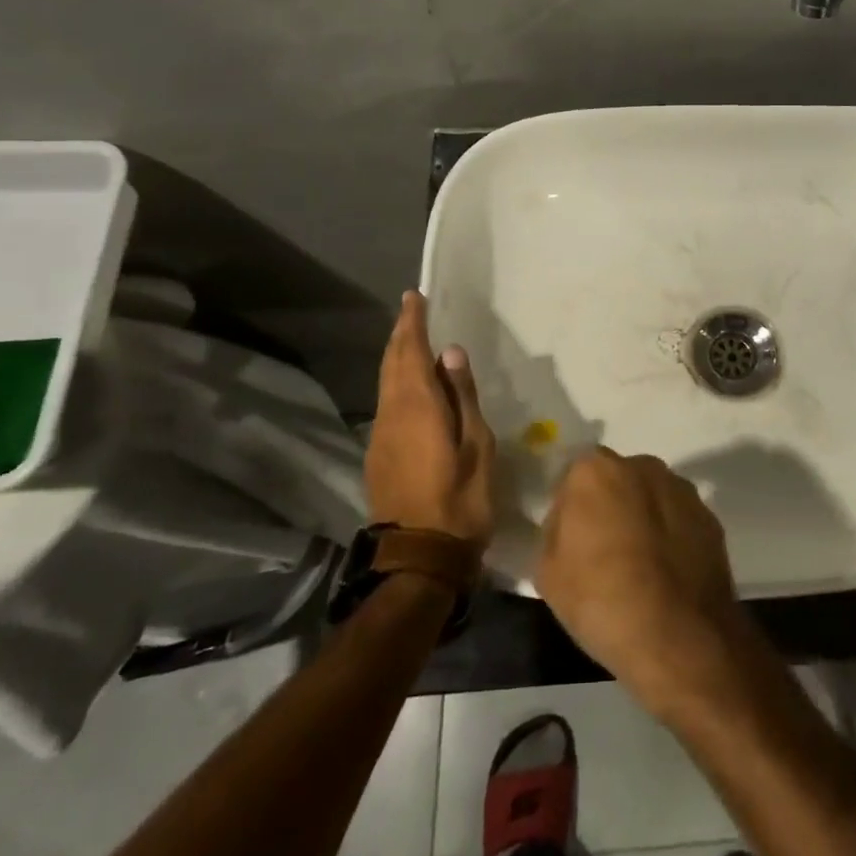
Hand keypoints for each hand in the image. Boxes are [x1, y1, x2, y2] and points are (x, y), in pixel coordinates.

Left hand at [365, 291, 495, 549]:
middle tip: (411, 312)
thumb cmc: (460, 499)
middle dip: (400, 335)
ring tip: (411, 341)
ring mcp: (381, 437)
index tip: (414, 297)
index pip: (411, 352)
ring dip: (397, 358)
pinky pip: (386, 404)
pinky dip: (396, 383)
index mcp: (418, 407)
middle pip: (392, 365)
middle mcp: (391, 415)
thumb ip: (462, 396)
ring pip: (385, 385)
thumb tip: (451, 354)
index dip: (412, 323)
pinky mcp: (379, 456)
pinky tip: (410, 387)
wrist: (419, 558)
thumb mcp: (477, 445)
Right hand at [538, 448, 747, 718]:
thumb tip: (571, 520)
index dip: (571, 509)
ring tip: (640, 568)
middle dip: (610, 506)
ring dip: (643, 519)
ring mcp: (681, 489)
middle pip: (616, 480)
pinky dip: (672, 537)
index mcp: (595, 470)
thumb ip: (555, 530)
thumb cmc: (600, 600)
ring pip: (651, 497)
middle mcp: (642, 466)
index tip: (572, 542)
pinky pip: (679, 520)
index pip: (574, 478)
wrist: (678, 637)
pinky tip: (667, 576)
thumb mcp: (547, 572)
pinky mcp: (709, 516)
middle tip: (604, 552)